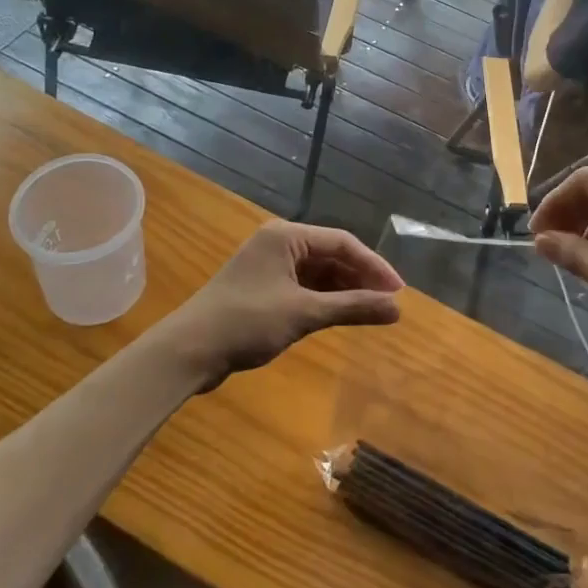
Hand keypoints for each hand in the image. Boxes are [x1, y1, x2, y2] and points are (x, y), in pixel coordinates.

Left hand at [146, 221, 402, 388]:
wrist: (188, 351)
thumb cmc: (247, 322)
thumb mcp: (304, 314)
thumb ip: (352, 308)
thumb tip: (397, 309)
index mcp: (287, 236)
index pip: (342, 242)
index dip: (374, 266)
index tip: (398, 292)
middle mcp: (279, 243)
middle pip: (332, 254)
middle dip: (361, 278)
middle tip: (389, 303)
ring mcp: (270, 265)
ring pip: (319, 272)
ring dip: (345, 290)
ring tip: (372, 311)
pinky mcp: (263, 288)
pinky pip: (305, 286)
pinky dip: (325, 299)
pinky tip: (342, 314)